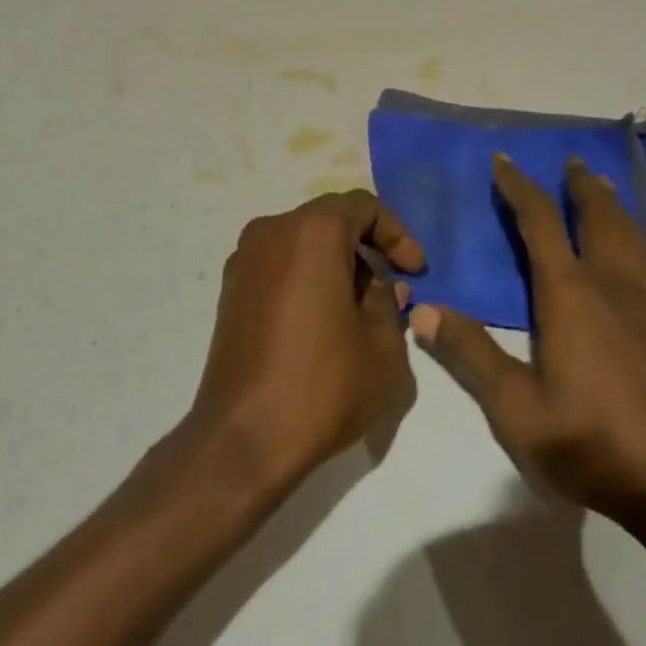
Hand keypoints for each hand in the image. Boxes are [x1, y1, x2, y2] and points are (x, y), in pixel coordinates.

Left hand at [186, 190, 425, 496]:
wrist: (242, 439)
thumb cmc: (322, 386)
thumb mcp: (382, 350)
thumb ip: (388, 305)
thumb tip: (383, 288)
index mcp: (312, 231)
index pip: (363, 206)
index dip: (397, 234)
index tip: (415, 271)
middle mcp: (272, 231)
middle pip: (330, 220)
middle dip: (366, 248)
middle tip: (391, 289)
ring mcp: (244, 259)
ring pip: (303, 242)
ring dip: (336, 263)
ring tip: (359, 311)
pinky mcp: (230, 289)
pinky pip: (279, 264)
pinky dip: (306, 277)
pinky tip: (322, 322)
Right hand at [411, 154, 645, 531]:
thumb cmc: (593, 444)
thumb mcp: (516, 409)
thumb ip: (470, 355)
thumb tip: (423, 311)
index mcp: (570, 294)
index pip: (540, 222)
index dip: (520, 187)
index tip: (504, 161)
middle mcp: (611, 286)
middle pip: (597, 216)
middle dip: (580, 185)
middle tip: (569, 161)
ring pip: (629, 235)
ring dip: (610, 204)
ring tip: (601, 187)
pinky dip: (632, 235)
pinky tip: (630, 252)